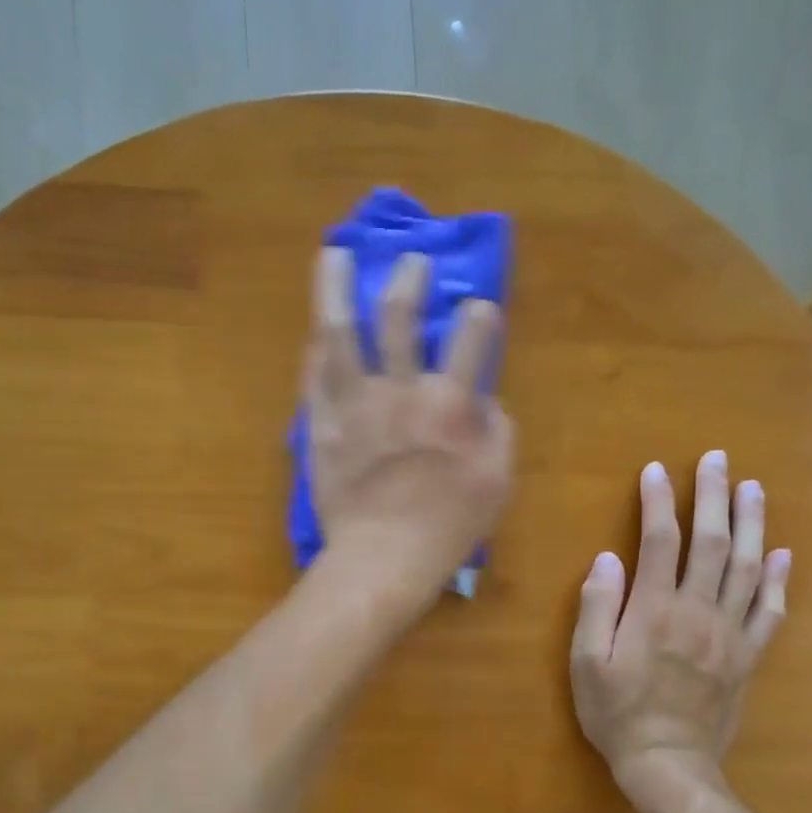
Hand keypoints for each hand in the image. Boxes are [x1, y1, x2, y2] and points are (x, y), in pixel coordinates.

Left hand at [304, 248, 514, 616]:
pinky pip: (313, 377)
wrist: (382, 558)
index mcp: (450, 402)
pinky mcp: (320, 426)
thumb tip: (484, 401)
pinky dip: (315, 350)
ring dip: (335, 287)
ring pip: (339, 332)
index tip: (479, 313)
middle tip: (412, 262)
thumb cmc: (448, 526)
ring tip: (333, 254)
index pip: (472, 334)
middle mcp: (399, 389)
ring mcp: (353, 404)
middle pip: (400, 316)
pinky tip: (315, 332)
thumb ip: (497, 431)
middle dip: (408, 279)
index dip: (480, 315)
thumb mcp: (497, 481)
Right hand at [570, 452, 790, 799]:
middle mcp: (697, 612)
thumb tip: (608, 558)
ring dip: (751, 525)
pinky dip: (777, 580)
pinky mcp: (747, 656)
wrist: (668, 763)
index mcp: (654, 611)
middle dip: (713, 497)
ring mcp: (729, 633)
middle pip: (710, 543)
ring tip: (753, 489)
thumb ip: (596, 608)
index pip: (659, 542)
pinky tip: (782, 555)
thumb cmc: (617, 713)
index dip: (657, 503)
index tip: (655, 470)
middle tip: (718, 460)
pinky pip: (769, 612)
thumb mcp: (587, 663)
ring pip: (746, 568)